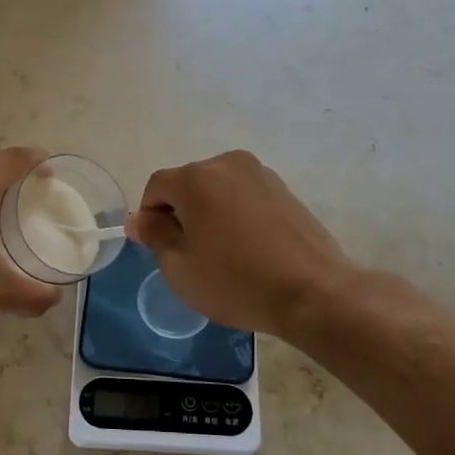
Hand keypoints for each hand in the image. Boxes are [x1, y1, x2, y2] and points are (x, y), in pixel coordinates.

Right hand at [127, 150, 357, 338]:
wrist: (312, 291)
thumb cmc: (235, 281)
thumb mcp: (179, 267)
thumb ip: (155, 236)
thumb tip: (141, 219)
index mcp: (195, 177)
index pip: (156, 187)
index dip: (150, 217)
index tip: (160, 249)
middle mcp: (227, 164)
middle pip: (187, 184)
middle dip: (181, 213)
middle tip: (191, 255)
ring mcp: (260, 173)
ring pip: (217, 190)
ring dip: (209, 213)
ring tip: (223, 253)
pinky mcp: (284, 189)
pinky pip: (244, 196)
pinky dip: (236, 215)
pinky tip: (248, 248)